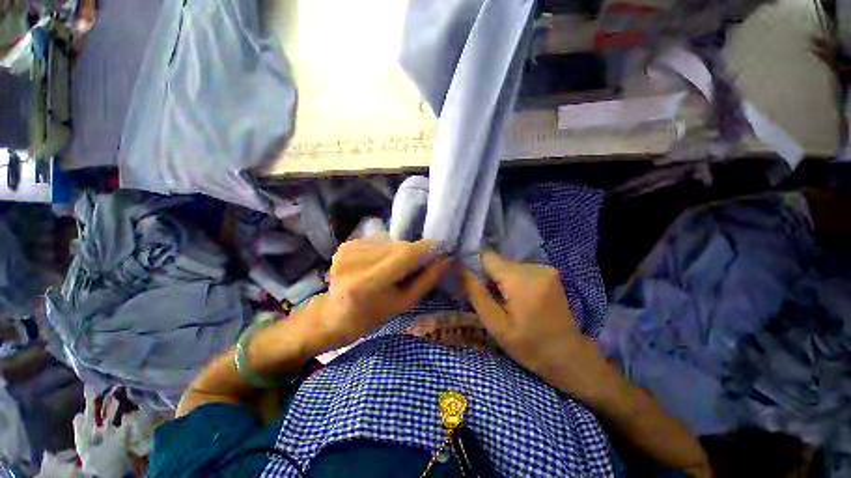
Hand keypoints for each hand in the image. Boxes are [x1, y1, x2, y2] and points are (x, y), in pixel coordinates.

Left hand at [310, 238, 450, 349]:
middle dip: (415, 252)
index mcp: (367, 283)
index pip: (406, 255)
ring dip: (400, 251)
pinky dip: (387, 249)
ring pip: (391, 242)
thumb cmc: (373, 315)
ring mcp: (348, 249)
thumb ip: (427, 279)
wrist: (335, 314)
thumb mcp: (404, 302)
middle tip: (419, 264)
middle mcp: (355, 261)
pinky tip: (381, 263)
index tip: (442, 249)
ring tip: (396, 267)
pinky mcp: (346, 243)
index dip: (427, 249)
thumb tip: (448, 258)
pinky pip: (379, 240)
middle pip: (399, 246)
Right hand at [460, 252, 599, 398]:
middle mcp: (534, 267)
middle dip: (490, 277)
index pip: (487, 257)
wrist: (569, 356)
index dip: (476, 267)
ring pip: (508, 265)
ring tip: (507, 302)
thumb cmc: (529, 346)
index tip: (474, 284)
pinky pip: (520, 270)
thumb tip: (459, 268)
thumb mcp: (496, 324)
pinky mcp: (550, 272)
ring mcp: (545, 268)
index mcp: (521, 279)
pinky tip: (519, 299)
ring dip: (502, 280)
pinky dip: (514, 281)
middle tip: (493, 300)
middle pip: (498, 262)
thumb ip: (476, 293)